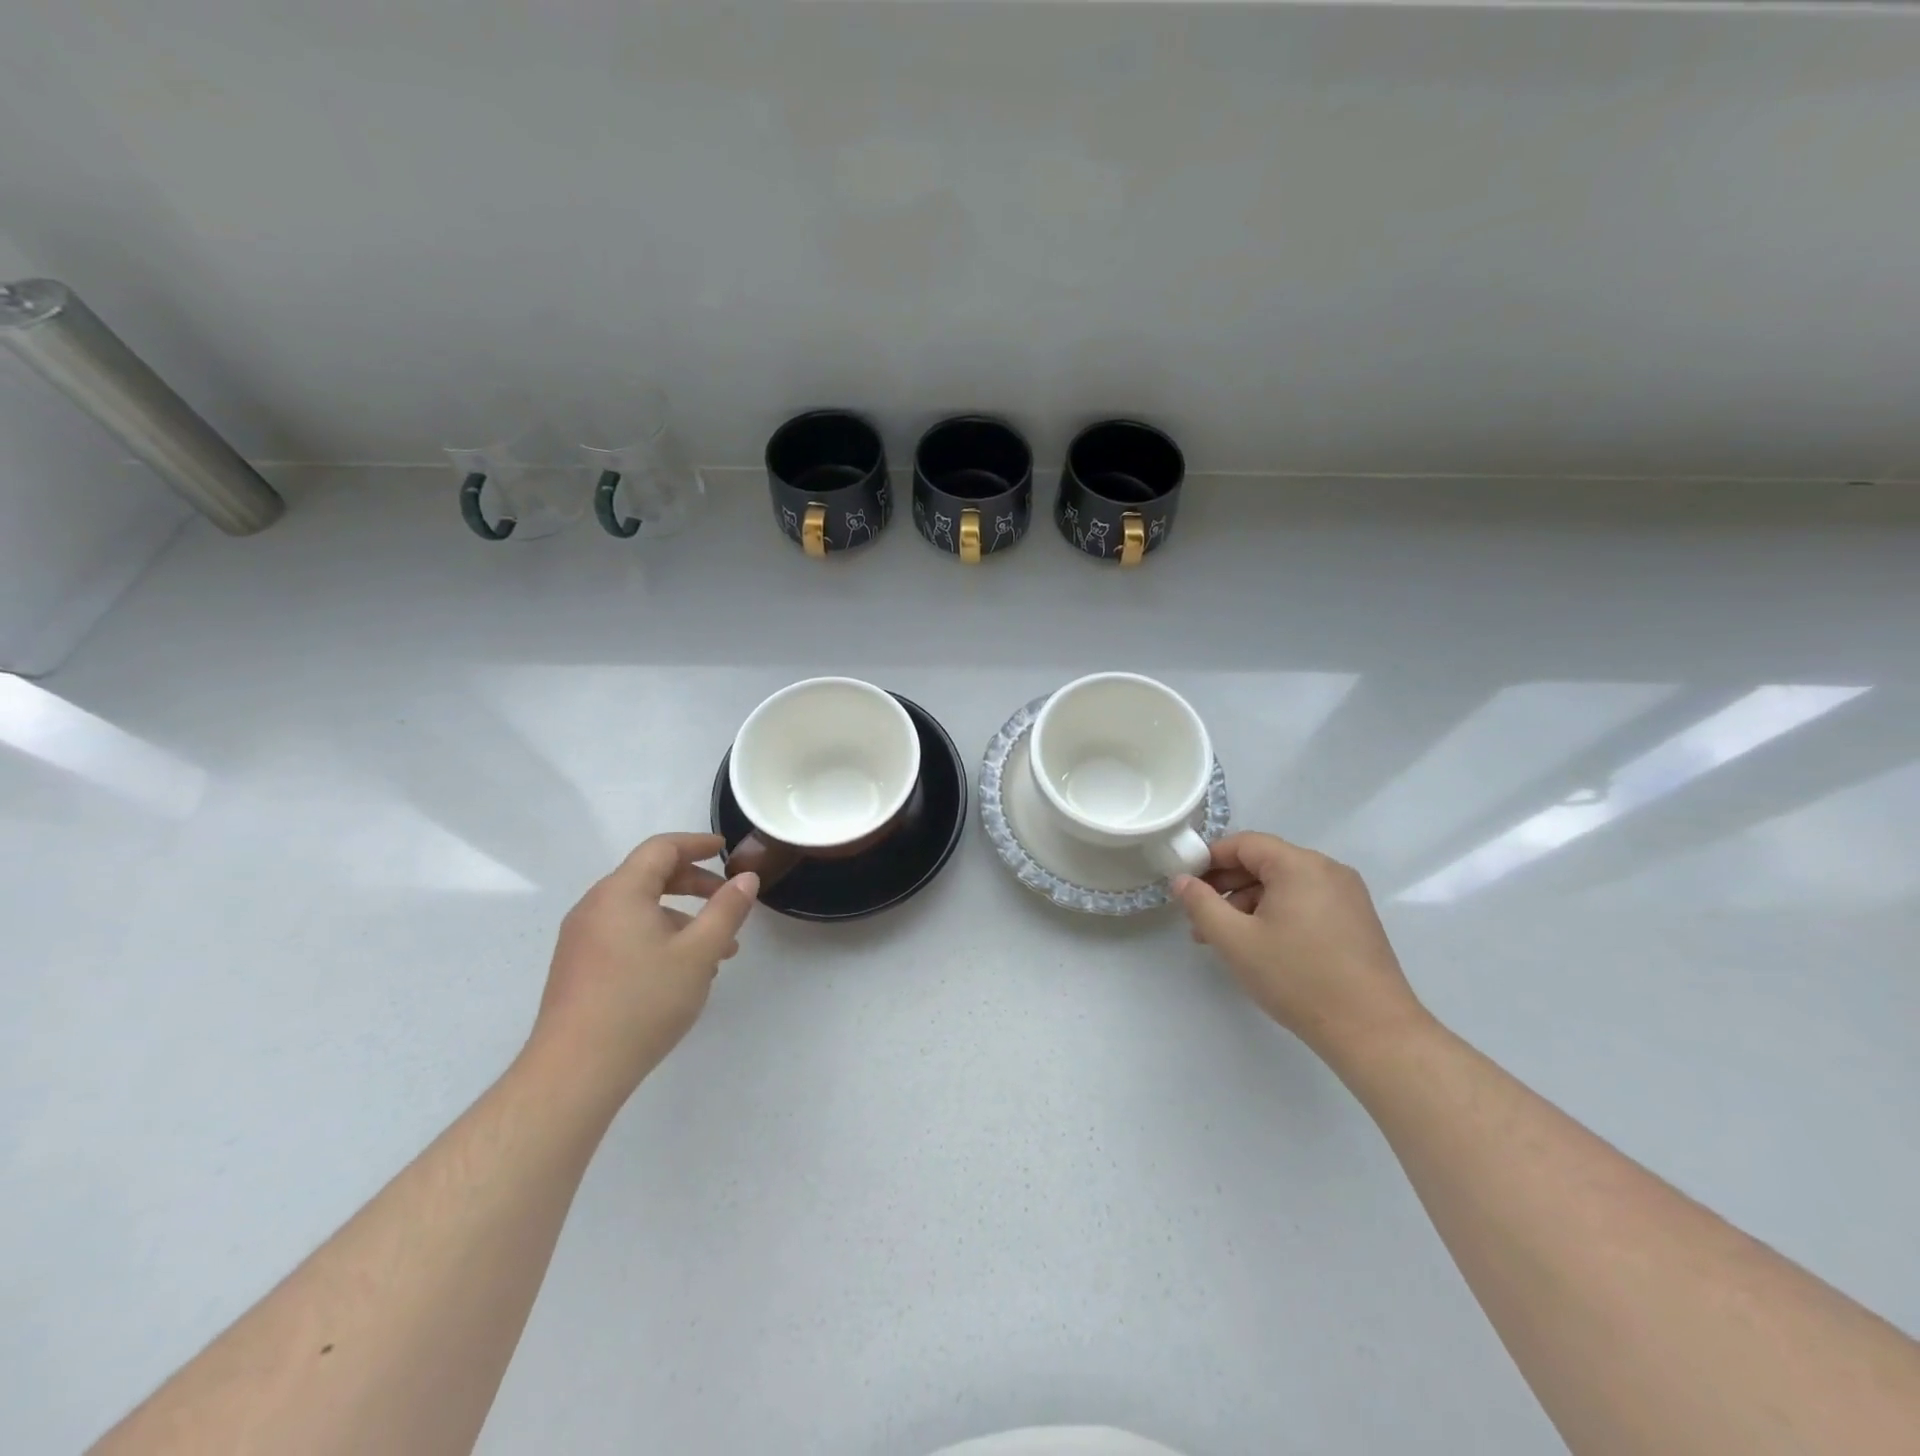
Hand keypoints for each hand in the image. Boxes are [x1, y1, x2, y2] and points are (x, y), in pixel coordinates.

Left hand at [527, 833, 758, 1100]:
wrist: (574, 1072)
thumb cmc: (642, 1002)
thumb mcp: (698, 953)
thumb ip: (726, 910)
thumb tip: (746, 878)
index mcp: (620, 893)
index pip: (660, 849)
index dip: (696, 844)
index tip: (725, 849)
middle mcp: (595, 907)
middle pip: (648, 877)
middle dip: (693, 883)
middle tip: (727, 898)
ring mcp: (582, 939)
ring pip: (639, 910)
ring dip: (680, 918)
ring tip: (717, 950)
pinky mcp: (579, 967)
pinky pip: (624, 934)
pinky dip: (658, 937)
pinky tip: (681, 972)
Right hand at [1172, 832, 1427, 1058]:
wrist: (1373, 1032)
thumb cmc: (1298, 978)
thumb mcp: (1235, 940)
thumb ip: (1201, 904)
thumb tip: (1181, 880)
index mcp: (1300, 865)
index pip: (1244, 844)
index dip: (1209, 860)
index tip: (1186, 886)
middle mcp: (1327, 870)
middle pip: (1265, 863)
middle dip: (1227, 887)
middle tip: (1199, 919)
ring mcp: (1347, 896)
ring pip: (1284, 886)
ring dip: (1249, 905)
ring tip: (1225, 941)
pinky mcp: (1356, 921)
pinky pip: (1305, 903)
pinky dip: (1276, 915)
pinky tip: (1261, 947)